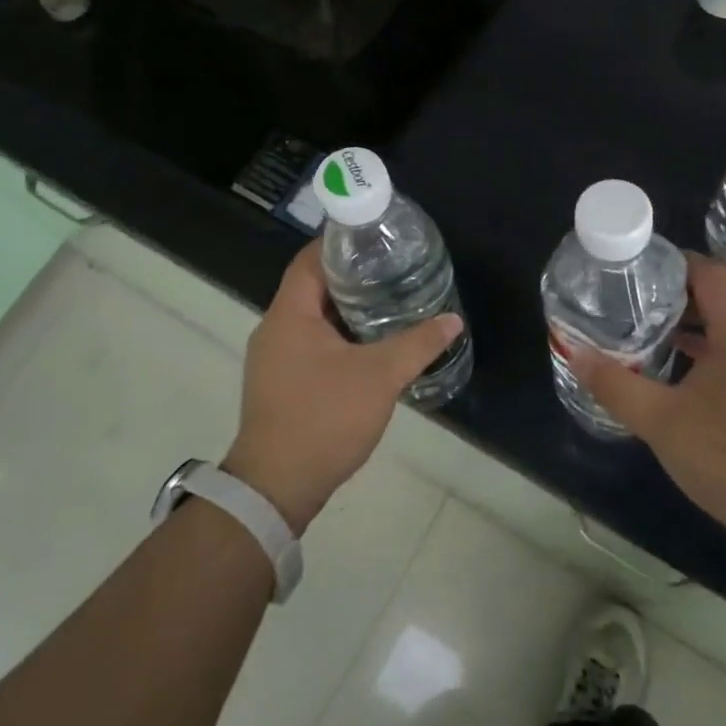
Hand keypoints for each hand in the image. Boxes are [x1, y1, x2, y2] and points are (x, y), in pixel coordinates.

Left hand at [225, 241, 462, 533]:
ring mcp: (273, 359)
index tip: (375, 237)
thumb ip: (417, 344)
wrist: (276, 487)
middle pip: (311, 287)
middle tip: (393, 270)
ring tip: (388, 303)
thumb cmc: (324, 419)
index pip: (309, 260)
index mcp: (289, 314)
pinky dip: (337, 337)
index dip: (339, 243)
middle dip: (351, 277)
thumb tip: (452, 320)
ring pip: (312, 319)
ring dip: (346, 310)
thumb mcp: (379, 377)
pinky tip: (369, 347)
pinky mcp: (279, 384)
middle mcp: (274, 329)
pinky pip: (309, 345)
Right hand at [569, 255, 725, 545]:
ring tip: (640, 330)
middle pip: (715, 298)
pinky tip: (669, 372)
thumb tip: (576, 354)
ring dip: (684, 326)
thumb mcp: (661, 421)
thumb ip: (616, 385)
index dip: (672, 262)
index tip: (633, 267)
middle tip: (626, 300)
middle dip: (670, 294)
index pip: (709, 273)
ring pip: (722, 330)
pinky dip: (699, 352)